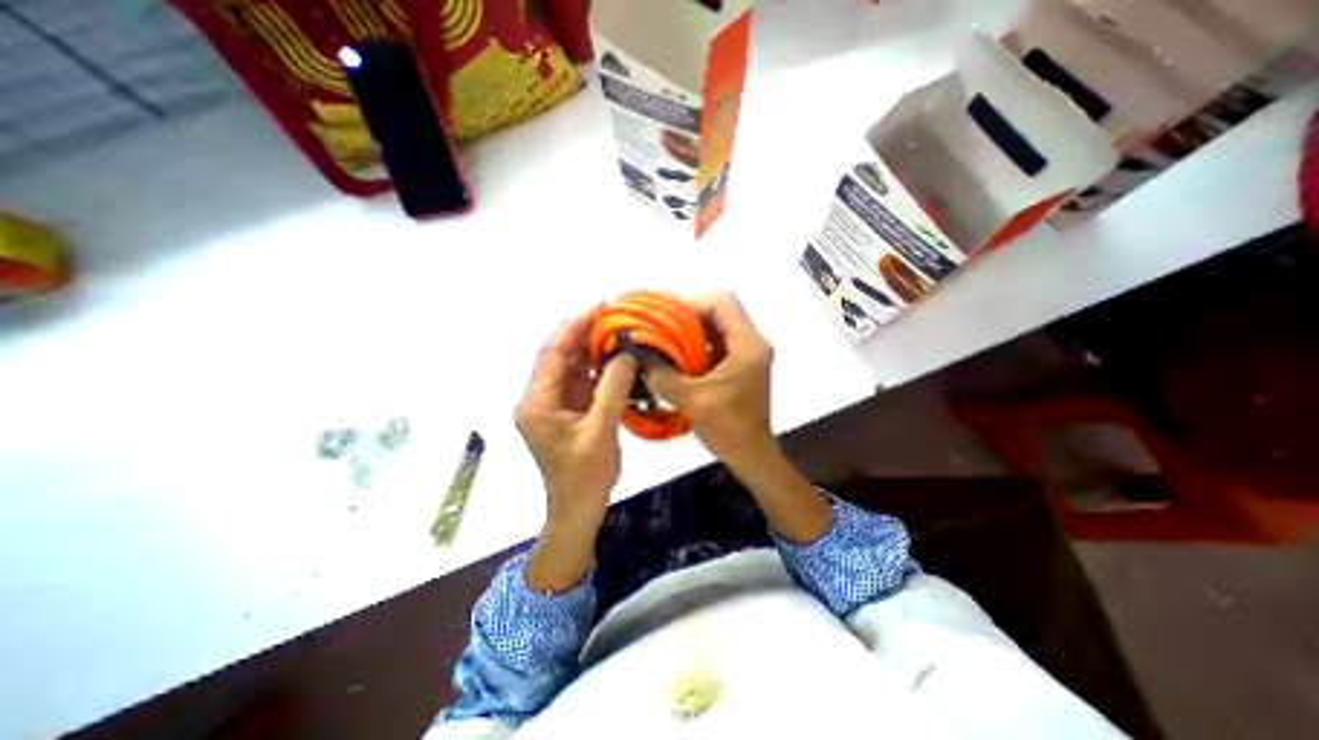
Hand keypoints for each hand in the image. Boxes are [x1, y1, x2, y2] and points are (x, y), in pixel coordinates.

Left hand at [515, 302, 638, 588]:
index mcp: (536, 403)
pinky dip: (599, 370)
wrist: (579, 509)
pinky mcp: (570, 412)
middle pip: (560, 358)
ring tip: (617, 331)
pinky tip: (617, 359)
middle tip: (612, 314)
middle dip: (584, 334)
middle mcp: (540, 399)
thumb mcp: (599, 433)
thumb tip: (625, 355)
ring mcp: (555, 405)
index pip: (552, 354)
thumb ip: (612, 391)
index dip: (574, 328)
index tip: (597, 306)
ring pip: (572, 368)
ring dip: (593, 351)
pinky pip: (583, 382)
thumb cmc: (584, 477)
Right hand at [645, 293, 827, 542]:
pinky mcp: (739, 365)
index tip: (664, 316)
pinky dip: (695, 345)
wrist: (751, 455)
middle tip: (659, 326)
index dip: (691, 303)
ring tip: (663, 339)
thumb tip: (637, 354)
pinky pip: (715, 343)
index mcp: (747, 345)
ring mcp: (746, 354)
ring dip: (689, 331)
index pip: (721, 302)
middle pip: (718, 311)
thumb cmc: (729, 429)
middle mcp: (751, 343)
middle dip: (686, 316)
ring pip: (715, 327)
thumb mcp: (692, 399)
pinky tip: (675, 356)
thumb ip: (662, 375)